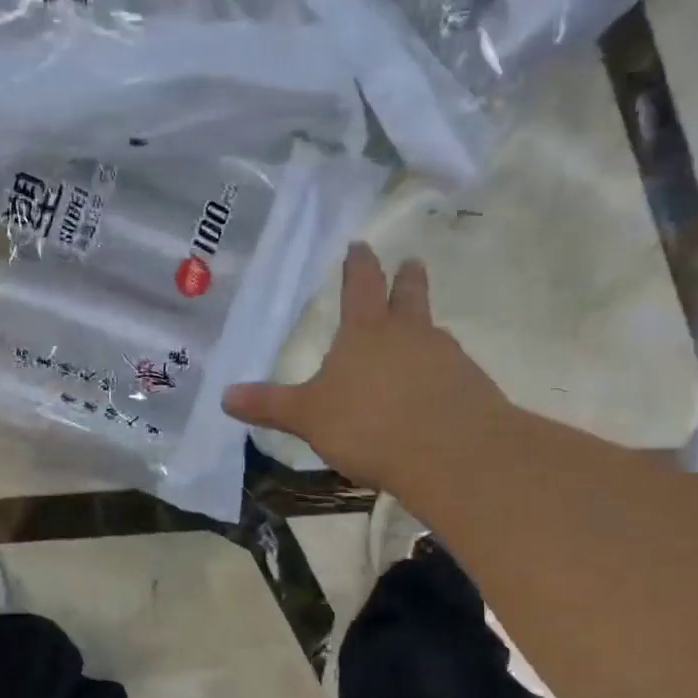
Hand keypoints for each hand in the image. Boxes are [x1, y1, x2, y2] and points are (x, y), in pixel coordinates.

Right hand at [224, 243, 505, 491]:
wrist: (452, 453)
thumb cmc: (369, 425)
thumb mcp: (309, 417)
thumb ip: (271, 405)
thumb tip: (225, 396)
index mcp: (366, 331)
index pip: (360, 285)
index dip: (358, 264)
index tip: (360, 244)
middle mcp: (409, 334)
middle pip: (409, 295)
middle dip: (406, 278)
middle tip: (410, 263)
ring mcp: (446, 357)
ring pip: (434, 331)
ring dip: (426, 327)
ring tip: (422, 333)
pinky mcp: (472, 386)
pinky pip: (452, 369)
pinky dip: (442, 372)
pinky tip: (436, 391)